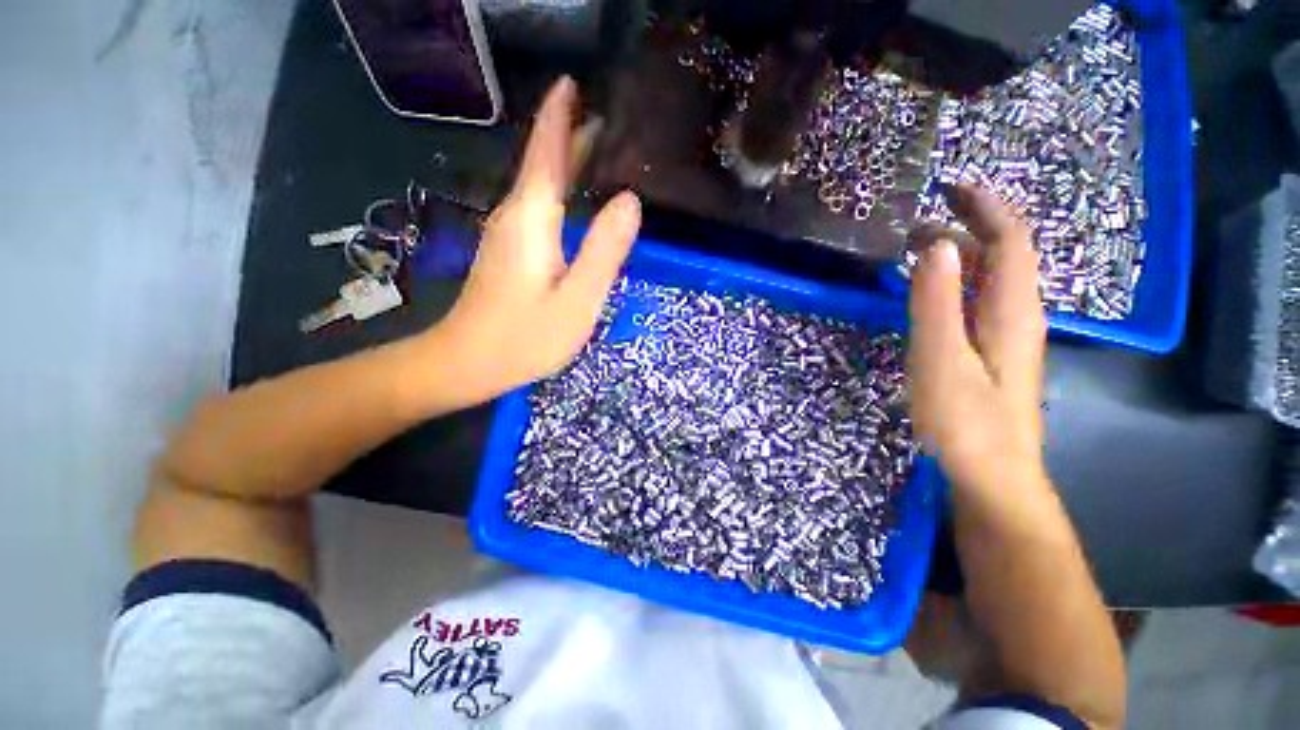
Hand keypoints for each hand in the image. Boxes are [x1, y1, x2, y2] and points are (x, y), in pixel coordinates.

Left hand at [436, 76, 641, 399]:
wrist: (467, 363)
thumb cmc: (525, 337)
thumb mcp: (578, 298)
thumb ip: (604, 249)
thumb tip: (629, 200)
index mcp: (533, 216)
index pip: (547, 150)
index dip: (560, 114)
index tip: (574, 82)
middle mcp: (516, 214)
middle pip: (543, 163)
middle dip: (569, 133)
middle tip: (608, 116)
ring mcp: (509, 233)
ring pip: (539, 184)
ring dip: (565, 160)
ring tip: (600, 147)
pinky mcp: (510, 251)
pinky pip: (538, 206)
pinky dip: (559, 190)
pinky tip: (576, 196)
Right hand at [907, 184, 1046, 492]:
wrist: (992, 477)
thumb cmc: (966, 422)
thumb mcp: (942, 360)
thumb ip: (937, 304)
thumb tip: (936, 248)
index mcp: (1012, 311)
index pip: (1012, 241)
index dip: (987, 207)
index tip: (950, 186)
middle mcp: (1017, 316)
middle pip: (1005, 256)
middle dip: (969, 227)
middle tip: (917, 223)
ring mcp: (1005, 338)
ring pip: (992, 281)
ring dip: (961, 256)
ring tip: (918, 251)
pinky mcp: (991, 355)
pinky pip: (978, 303)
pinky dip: (956, 285)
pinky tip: (931, 294)